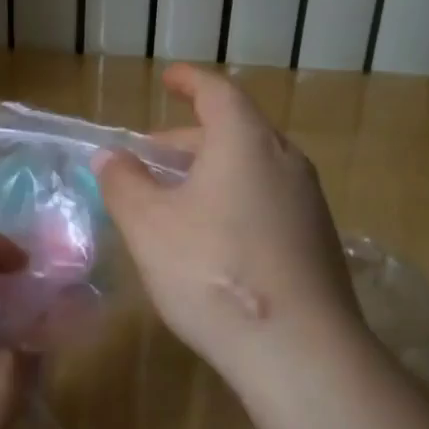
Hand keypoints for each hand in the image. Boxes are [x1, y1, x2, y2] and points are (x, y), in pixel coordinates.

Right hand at [95, 65, 364, 386]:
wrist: (301, 349)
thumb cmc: (214, 271)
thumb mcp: (150, 226)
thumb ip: (125, 184)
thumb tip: (111, 158)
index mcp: (246, 141)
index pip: (217, 92)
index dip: (189, 81)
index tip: (168, 79)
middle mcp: (285, 160)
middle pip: (234, 131)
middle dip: (188, 138)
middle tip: (151, 158)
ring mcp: (308, 201)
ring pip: (251, 168)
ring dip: (211, 172)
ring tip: (175, 199)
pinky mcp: (317, 239)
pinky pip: (268, 199)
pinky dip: (235, 199)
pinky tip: (213, 238)